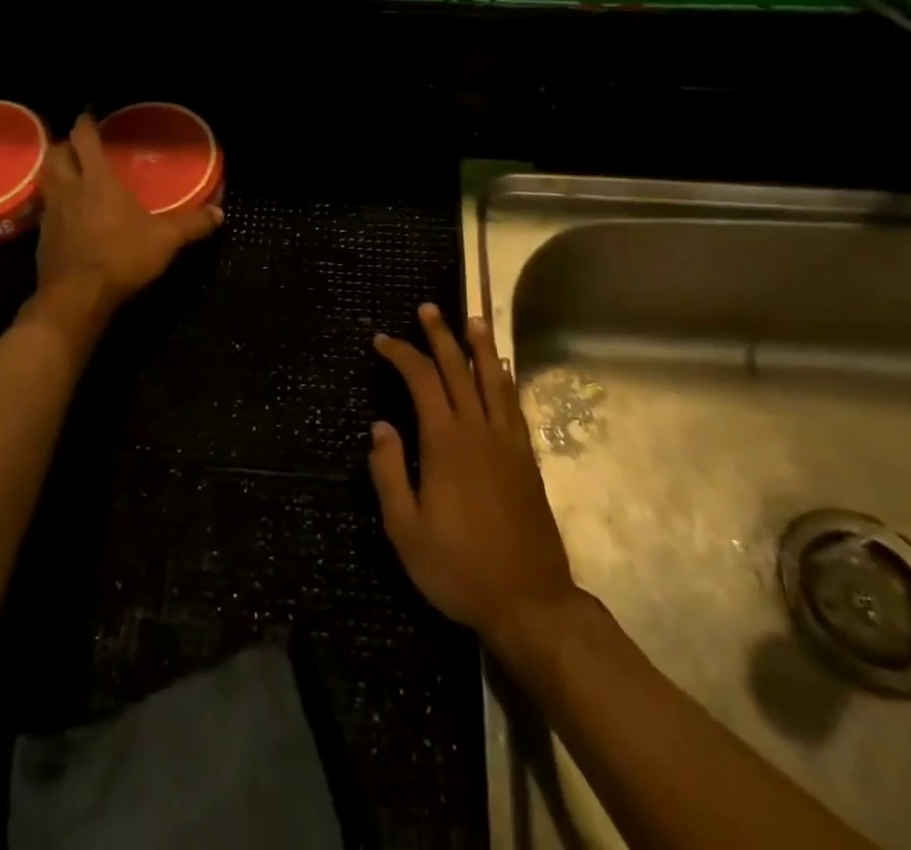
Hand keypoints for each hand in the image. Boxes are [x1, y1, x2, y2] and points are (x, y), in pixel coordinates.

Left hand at [33, 115, 221, 317]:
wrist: (76, 296)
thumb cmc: (121, 257)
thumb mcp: (165, 240)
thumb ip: (192, 224)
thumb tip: (219, 213)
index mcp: (98, 180)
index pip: (84, 138)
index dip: (85, 123)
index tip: (89, 115)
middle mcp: (69, 189)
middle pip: (56, 154)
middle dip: (64, 144)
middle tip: (78, 145)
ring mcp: (51, 213)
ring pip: (46, 180)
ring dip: (54, 171)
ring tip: (69, 173)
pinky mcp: (42, 237)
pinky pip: (45, 209)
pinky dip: (52, 204)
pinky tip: (65, 214)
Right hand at [369, 304, 577, 644]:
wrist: (529, 601)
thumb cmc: (458, 568)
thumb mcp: (405, 530)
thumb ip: (389, 473)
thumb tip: (381, 426)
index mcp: (445, 442)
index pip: (421, 380)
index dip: (401, 354)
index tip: (382, 341)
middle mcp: (478, 430)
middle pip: (458, 369)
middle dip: (440, 335)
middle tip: (427, 309)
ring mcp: (507, 442)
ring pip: (492, 380)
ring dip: (479, 347)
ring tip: (472, 319)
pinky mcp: (525, 458)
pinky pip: (513, 405)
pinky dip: (504, 380)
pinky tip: (501, 370)